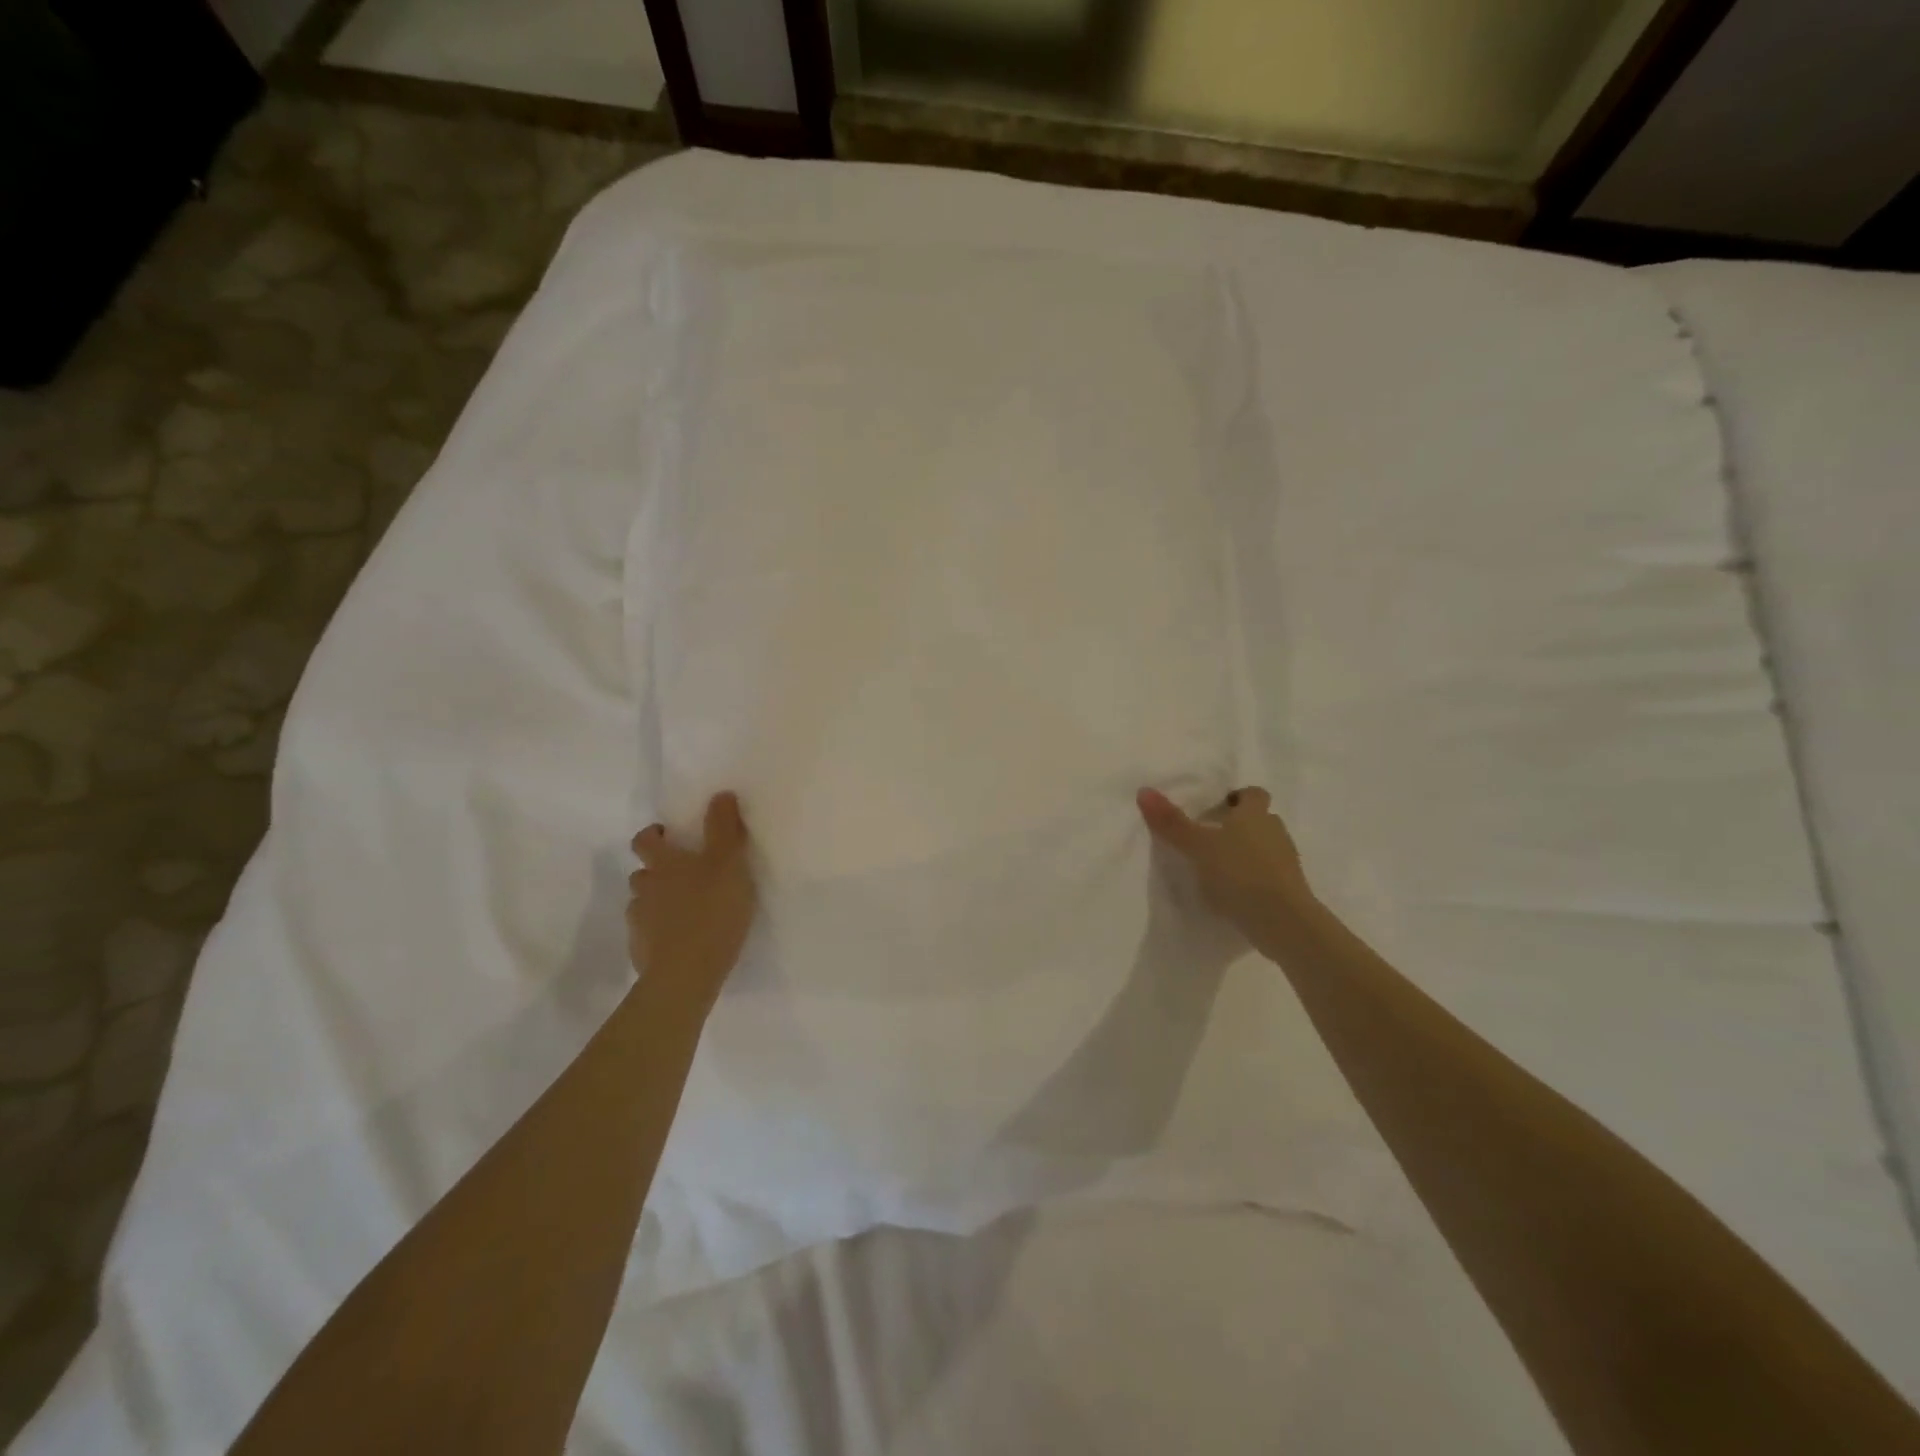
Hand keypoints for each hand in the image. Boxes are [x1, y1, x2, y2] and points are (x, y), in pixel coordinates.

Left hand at [627, 792, 755, 1013]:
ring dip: (659, 902)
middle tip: (686, 875)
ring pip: (644, 903)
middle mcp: (645, 889)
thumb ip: (725, 828)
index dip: (654, 835)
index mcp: (664, 864)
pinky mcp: (642, 952)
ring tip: (686, 910)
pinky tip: (682, 940)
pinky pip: (648, 934)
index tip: (668, 834)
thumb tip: (720, 793)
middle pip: (642, 873)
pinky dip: (661, 932)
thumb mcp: (729, 863)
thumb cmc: (711, 911)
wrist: (685, 975)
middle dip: (658, 870)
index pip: (645, 841)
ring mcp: (640, 922)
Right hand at [1137, 786, 1315, 947]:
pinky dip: (1254, 878)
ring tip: (1219, 868)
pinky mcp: (1290, 889)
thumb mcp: (1197, 846)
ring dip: (1247, 853)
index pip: (1253, 794)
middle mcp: (1275, 831)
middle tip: (1211, 839)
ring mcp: (1286, 861)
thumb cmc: (1239, 872)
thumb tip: (1144, 790)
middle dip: (1239, 826)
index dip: (1237, 798)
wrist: (1282, 920)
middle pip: (1259, 820)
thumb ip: (1171, 822)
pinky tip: (1234, 892)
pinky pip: (1269, 874)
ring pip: (1265, 847)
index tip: (1216, 809)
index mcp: (1255, 814)